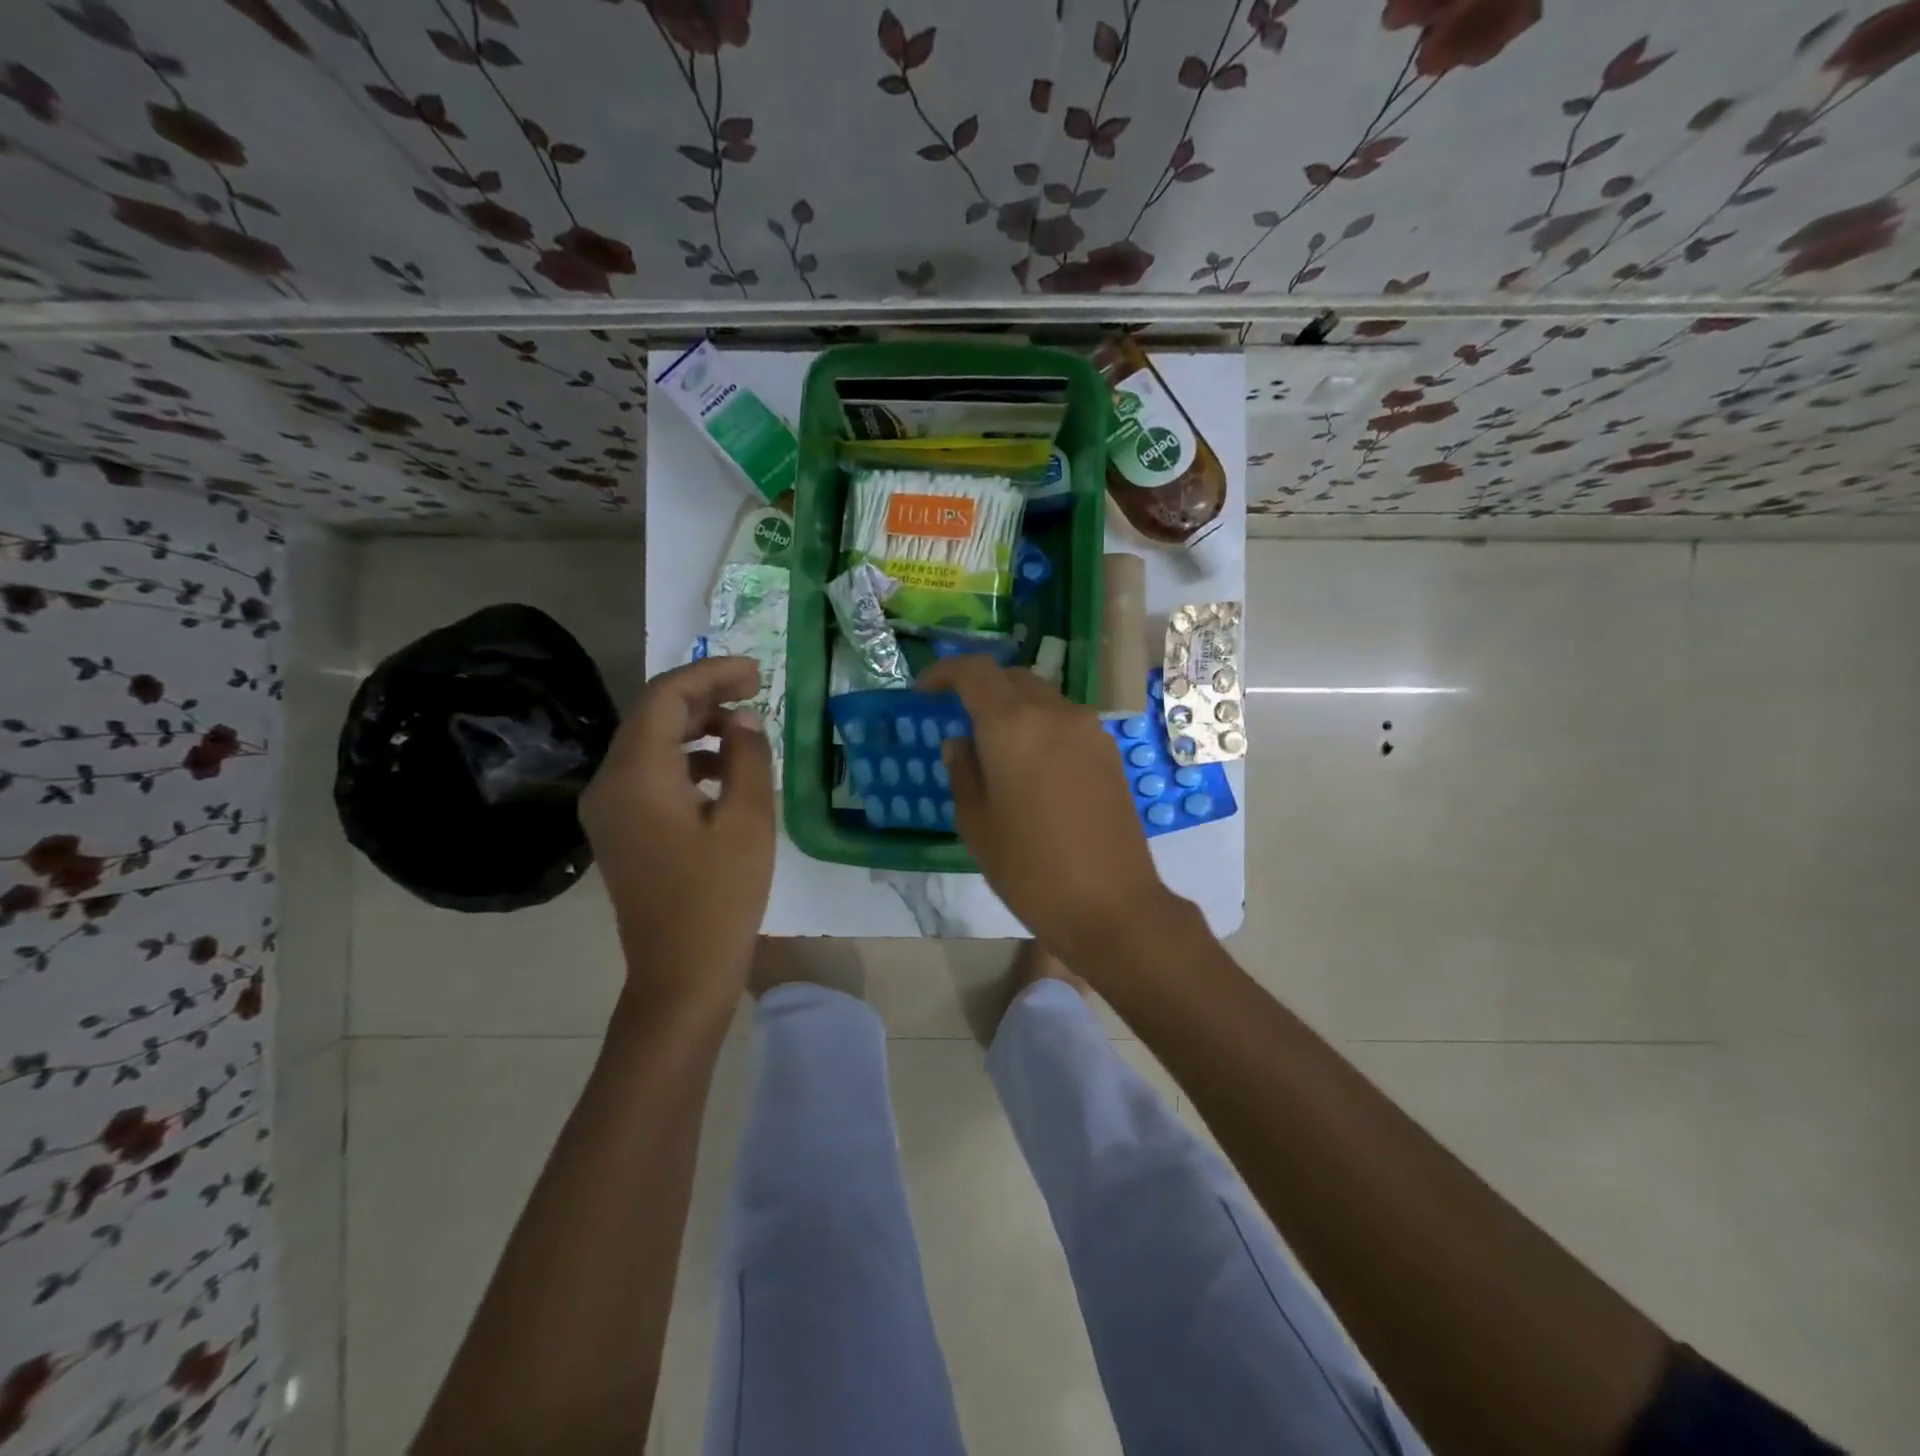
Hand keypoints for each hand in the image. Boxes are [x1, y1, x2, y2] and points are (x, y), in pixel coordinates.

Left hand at [580, 656, 774, 1014]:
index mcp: (637, 774)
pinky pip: (647, 773)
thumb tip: (742, 721)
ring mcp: (608, 808)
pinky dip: (683, 759)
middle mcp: (609, 782)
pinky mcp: (618, 829)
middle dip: (703, 696)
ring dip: (694, 726)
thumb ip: (747, 757)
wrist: (680, 974)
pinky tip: (721, 772)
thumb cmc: (720, 896)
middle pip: (652, 715)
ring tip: (744, 729)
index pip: (666, 697)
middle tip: (755, 690)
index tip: (756, 672)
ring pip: (649, 743)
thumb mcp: (748, 820)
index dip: (711, 674)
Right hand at [918, 655, 1177, 965]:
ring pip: (1042, 697)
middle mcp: (1054, 713)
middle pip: (1011, 678)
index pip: (975, 672)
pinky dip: (1040, 725)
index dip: (945, 672)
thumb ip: (963, 772)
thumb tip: (961, 742)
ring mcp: (1088, 730)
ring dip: (1013, 707)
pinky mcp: (1109, 751)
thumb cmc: (1031, 869)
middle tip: (957, 717)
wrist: (1111, 904)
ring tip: (994, 746)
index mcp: (1013, 725)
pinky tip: (1030, 764)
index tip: (924, 690)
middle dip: (980, 688)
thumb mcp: (977, 824)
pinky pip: (1065, 721)